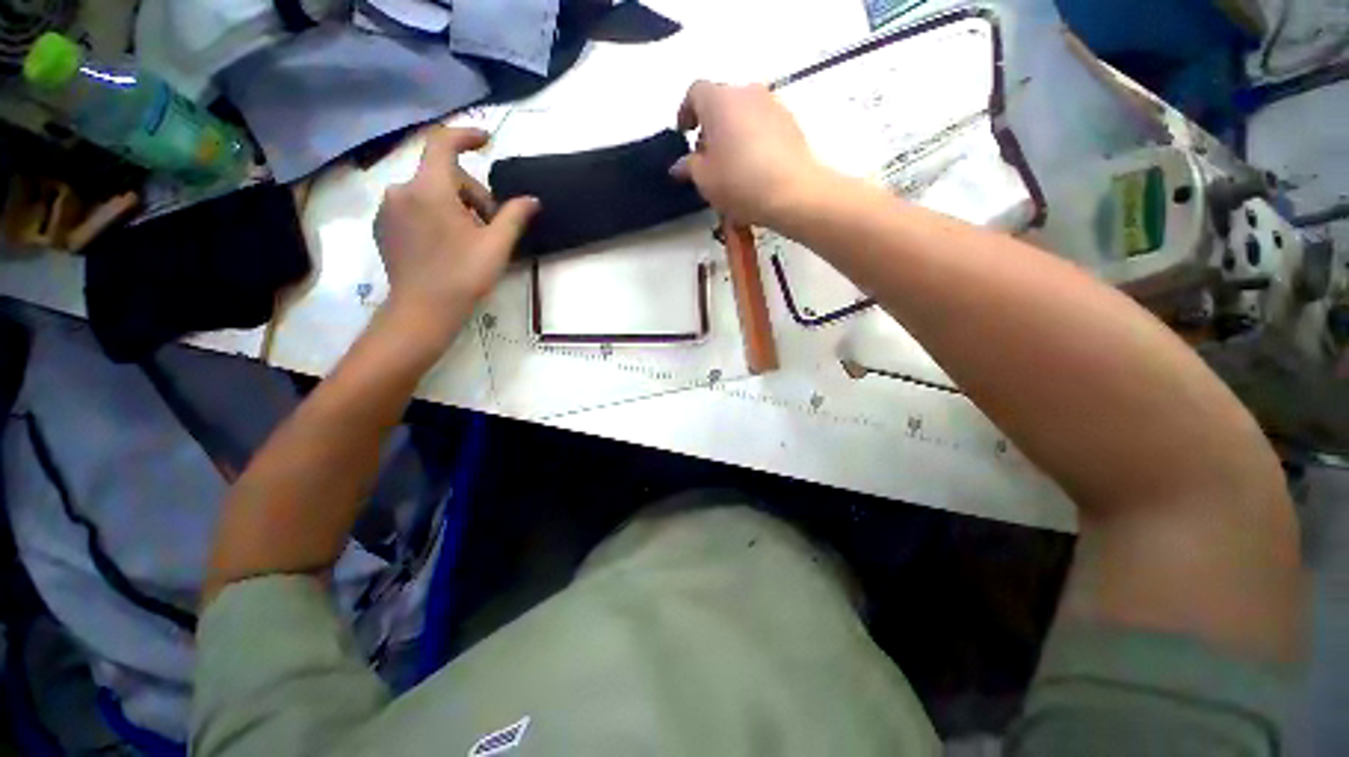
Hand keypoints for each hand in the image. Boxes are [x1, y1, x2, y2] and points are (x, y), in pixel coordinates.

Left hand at [374, 127, 538, 342]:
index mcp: (429, 189)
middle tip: (491, 225)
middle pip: (442, 175)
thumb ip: (513, 216)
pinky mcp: (383, 227)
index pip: (443, 144)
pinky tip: (447, 244)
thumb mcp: (496, 245)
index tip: (486, 142)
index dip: (466, 136)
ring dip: (454, 206)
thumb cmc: (463, 275)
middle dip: (471, 194)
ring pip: (428, 193)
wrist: (423, 310)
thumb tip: (532, 200)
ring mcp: (388, 209)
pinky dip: (434, 216)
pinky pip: (413, 208)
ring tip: (471, 238)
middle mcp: (401, 190)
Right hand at [672, 81, 830, 225]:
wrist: (792, 192)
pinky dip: (753, 139)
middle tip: (707, 156)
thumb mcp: (704, 179)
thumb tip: (680, 165)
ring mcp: (772, 105)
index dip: (686, 112)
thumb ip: (688, 167)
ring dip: (733, 133)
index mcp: (719, 100)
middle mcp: (746, 92)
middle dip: (711, 126)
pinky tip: (754, 167)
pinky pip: (763, 125)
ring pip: (744, 113)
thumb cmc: (739, 182)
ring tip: (731, 165)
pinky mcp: (791, 122)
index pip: (695, 92)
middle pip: (722, 102)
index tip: (685, 134)